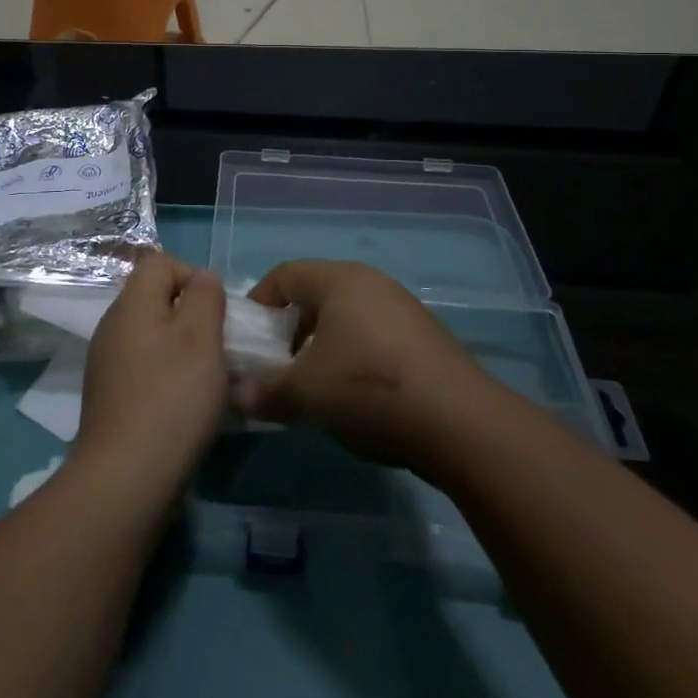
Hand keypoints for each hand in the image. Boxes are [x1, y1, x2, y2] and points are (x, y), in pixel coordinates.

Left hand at [74, 252, 228, 509]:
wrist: (126, 479)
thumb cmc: (171, 398)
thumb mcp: (201, 337)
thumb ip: (205, 297)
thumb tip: (203, 279)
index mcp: (131, 305)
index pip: (160, 262)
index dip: (193, 275)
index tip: (218, 310)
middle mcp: (113, 327)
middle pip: (157, 300)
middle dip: (194, 316)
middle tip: (221, 346)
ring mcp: (108, 364)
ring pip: (154, 337)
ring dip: (186, 350)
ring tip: (212, 379)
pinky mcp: (112, 398)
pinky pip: (147, 370)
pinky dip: (170, 378)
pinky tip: (190, 407)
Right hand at [233, 259, 487, 472]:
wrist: (460, 422)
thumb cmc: (369, 388)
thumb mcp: (307, 392)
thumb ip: (267, 390)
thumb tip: (237, 395)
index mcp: (339, 280)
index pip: (285, 275)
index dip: (259, 302)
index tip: (248, 337)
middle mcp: (371, 282)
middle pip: (316, 294)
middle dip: (290, 328)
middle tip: (279, 364)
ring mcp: (402, 308)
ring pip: (346, 316)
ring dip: (322, 345)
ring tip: (316, 384)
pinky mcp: (425, 336)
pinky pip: (374, 334)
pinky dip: (354, 355)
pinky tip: (357, 394)